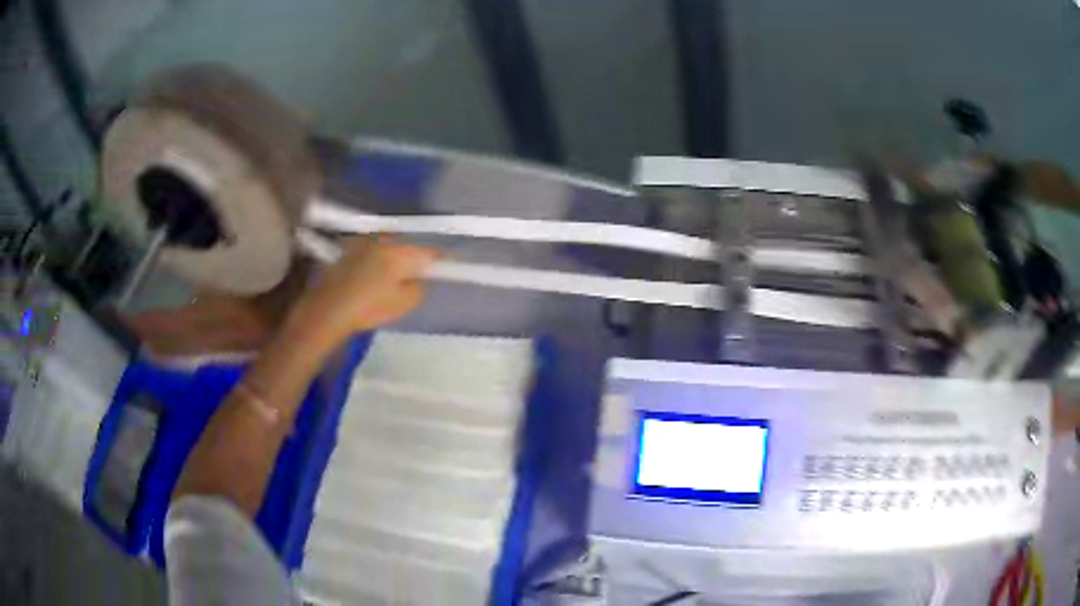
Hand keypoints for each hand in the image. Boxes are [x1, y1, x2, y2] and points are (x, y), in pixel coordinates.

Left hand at [286, 235, 438, 345]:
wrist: (328, 308)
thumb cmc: (369, 307)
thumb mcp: (404, 304)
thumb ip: (418, 287)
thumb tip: (417, 278)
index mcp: (401, 252)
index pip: (429, 252)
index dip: (439, 260)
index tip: (444, 267)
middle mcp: (384, 240)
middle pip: (406, 247)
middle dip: (411, 259)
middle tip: (413, 278)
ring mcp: (364, 242)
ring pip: (387, 247)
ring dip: (391, 258)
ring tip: (388, 279)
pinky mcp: (348, 249)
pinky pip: (370, 251)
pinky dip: (374, 261)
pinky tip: (368, 278)